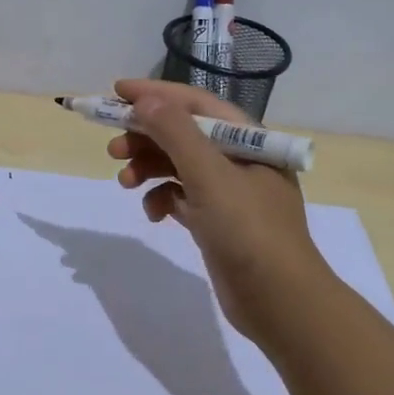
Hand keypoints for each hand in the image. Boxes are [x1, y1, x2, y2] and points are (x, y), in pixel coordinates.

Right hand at [108, 78, 335, 344]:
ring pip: (179, 167)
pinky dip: (163, 200)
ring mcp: (229, 193)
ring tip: (125, 183)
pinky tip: (152, 214)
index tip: (116, 92)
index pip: (195, 103)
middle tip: (112, 149)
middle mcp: (240, 160)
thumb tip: (145, 100)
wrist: (281, 302)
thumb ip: (175, 133)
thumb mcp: (210, 175)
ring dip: (149, 169)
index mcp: (247, 139)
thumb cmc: (248, 230)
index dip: (155, 94)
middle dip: (146, 137)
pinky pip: (182, 198)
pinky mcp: (218, 222)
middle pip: (183, 134)